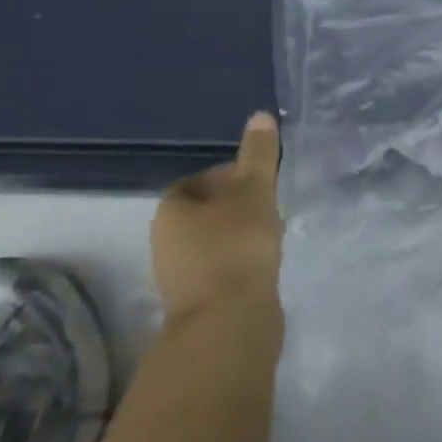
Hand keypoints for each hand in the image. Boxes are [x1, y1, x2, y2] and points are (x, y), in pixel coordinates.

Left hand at [152, 112, 283, 326]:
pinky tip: (266, 265)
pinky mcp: (200, 304)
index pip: (199, 180)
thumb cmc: (236, 247)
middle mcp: (167, 242)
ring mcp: (181, 277)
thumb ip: (259, 154)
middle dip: (239, 206)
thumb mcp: (254, 191)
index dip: (231, 174)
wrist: (229, 326)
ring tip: (274, 234)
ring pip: (215, 242)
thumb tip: (261, 115)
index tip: (261, 180)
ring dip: (242, 235)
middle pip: (207, 212)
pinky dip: (243, 263)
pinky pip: (223, 269)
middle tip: (272, 205)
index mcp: (171, 210)